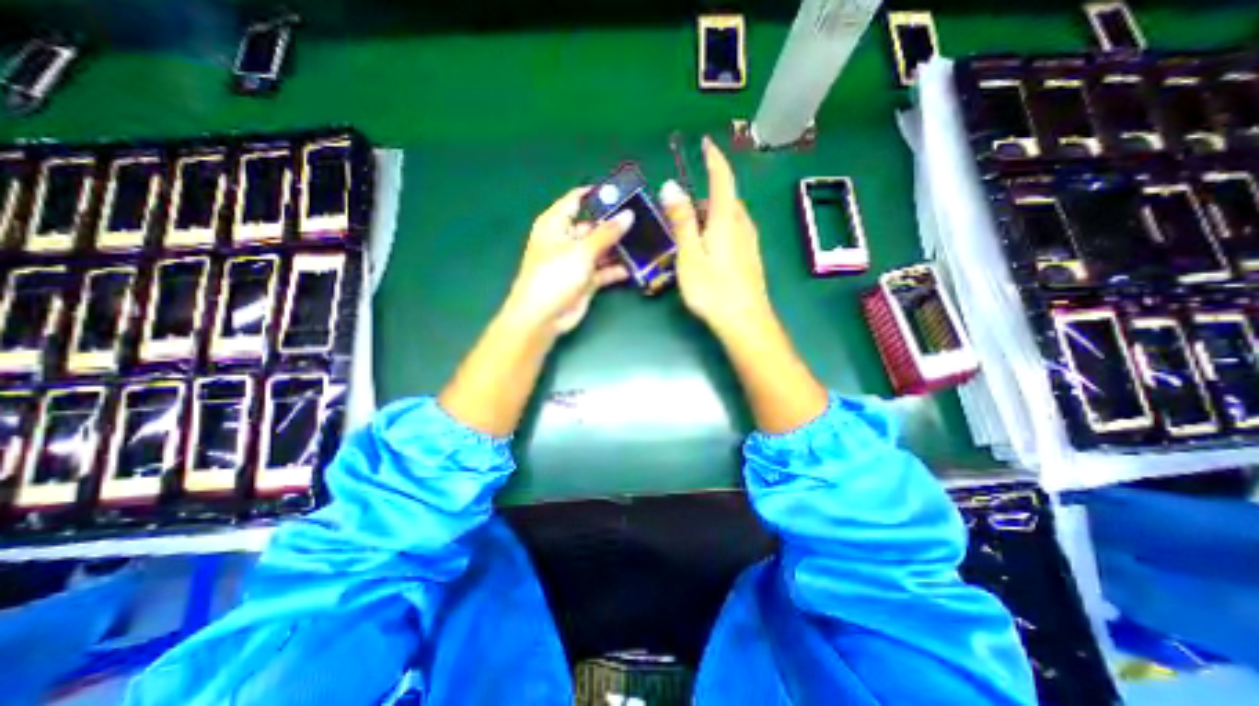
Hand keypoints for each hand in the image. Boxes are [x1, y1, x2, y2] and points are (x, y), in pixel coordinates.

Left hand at [503, 188, 633, 335]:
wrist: (543, 317)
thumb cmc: (555, 276)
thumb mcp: (581, 251)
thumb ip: (607, 233)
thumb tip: (628, 215)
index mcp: (555, 224)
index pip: (576, 200)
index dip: (598, 194)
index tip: (624, 191)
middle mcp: (566, 239)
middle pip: (593, 225)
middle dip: (615, 223)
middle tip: (643, 217)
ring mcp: (576, 261)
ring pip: (601, 249)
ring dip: (619, 248)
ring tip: (645, 240)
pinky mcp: (585, 280)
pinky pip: (603, 270)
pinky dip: (616, 270)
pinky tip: (635, 266)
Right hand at [659, 137, 767, 336]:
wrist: (745, 321)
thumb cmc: (713, 289)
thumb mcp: (690, 254)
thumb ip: (682, 220)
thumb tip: (671, 186)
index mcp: (726, 219)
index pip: (722, 178)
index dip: (714, 158)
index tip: (706, 142)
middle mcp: (742, 225)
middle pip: (725, 198)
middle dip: (705, 195)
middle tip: (681, 209)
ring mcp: (749, 242)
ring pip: (729, 216)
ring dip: (710, 214)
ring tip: (689, 230)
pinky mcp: (750, 257)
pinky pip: (734, 231)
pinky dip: (718, 228)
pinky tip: (706, 247)